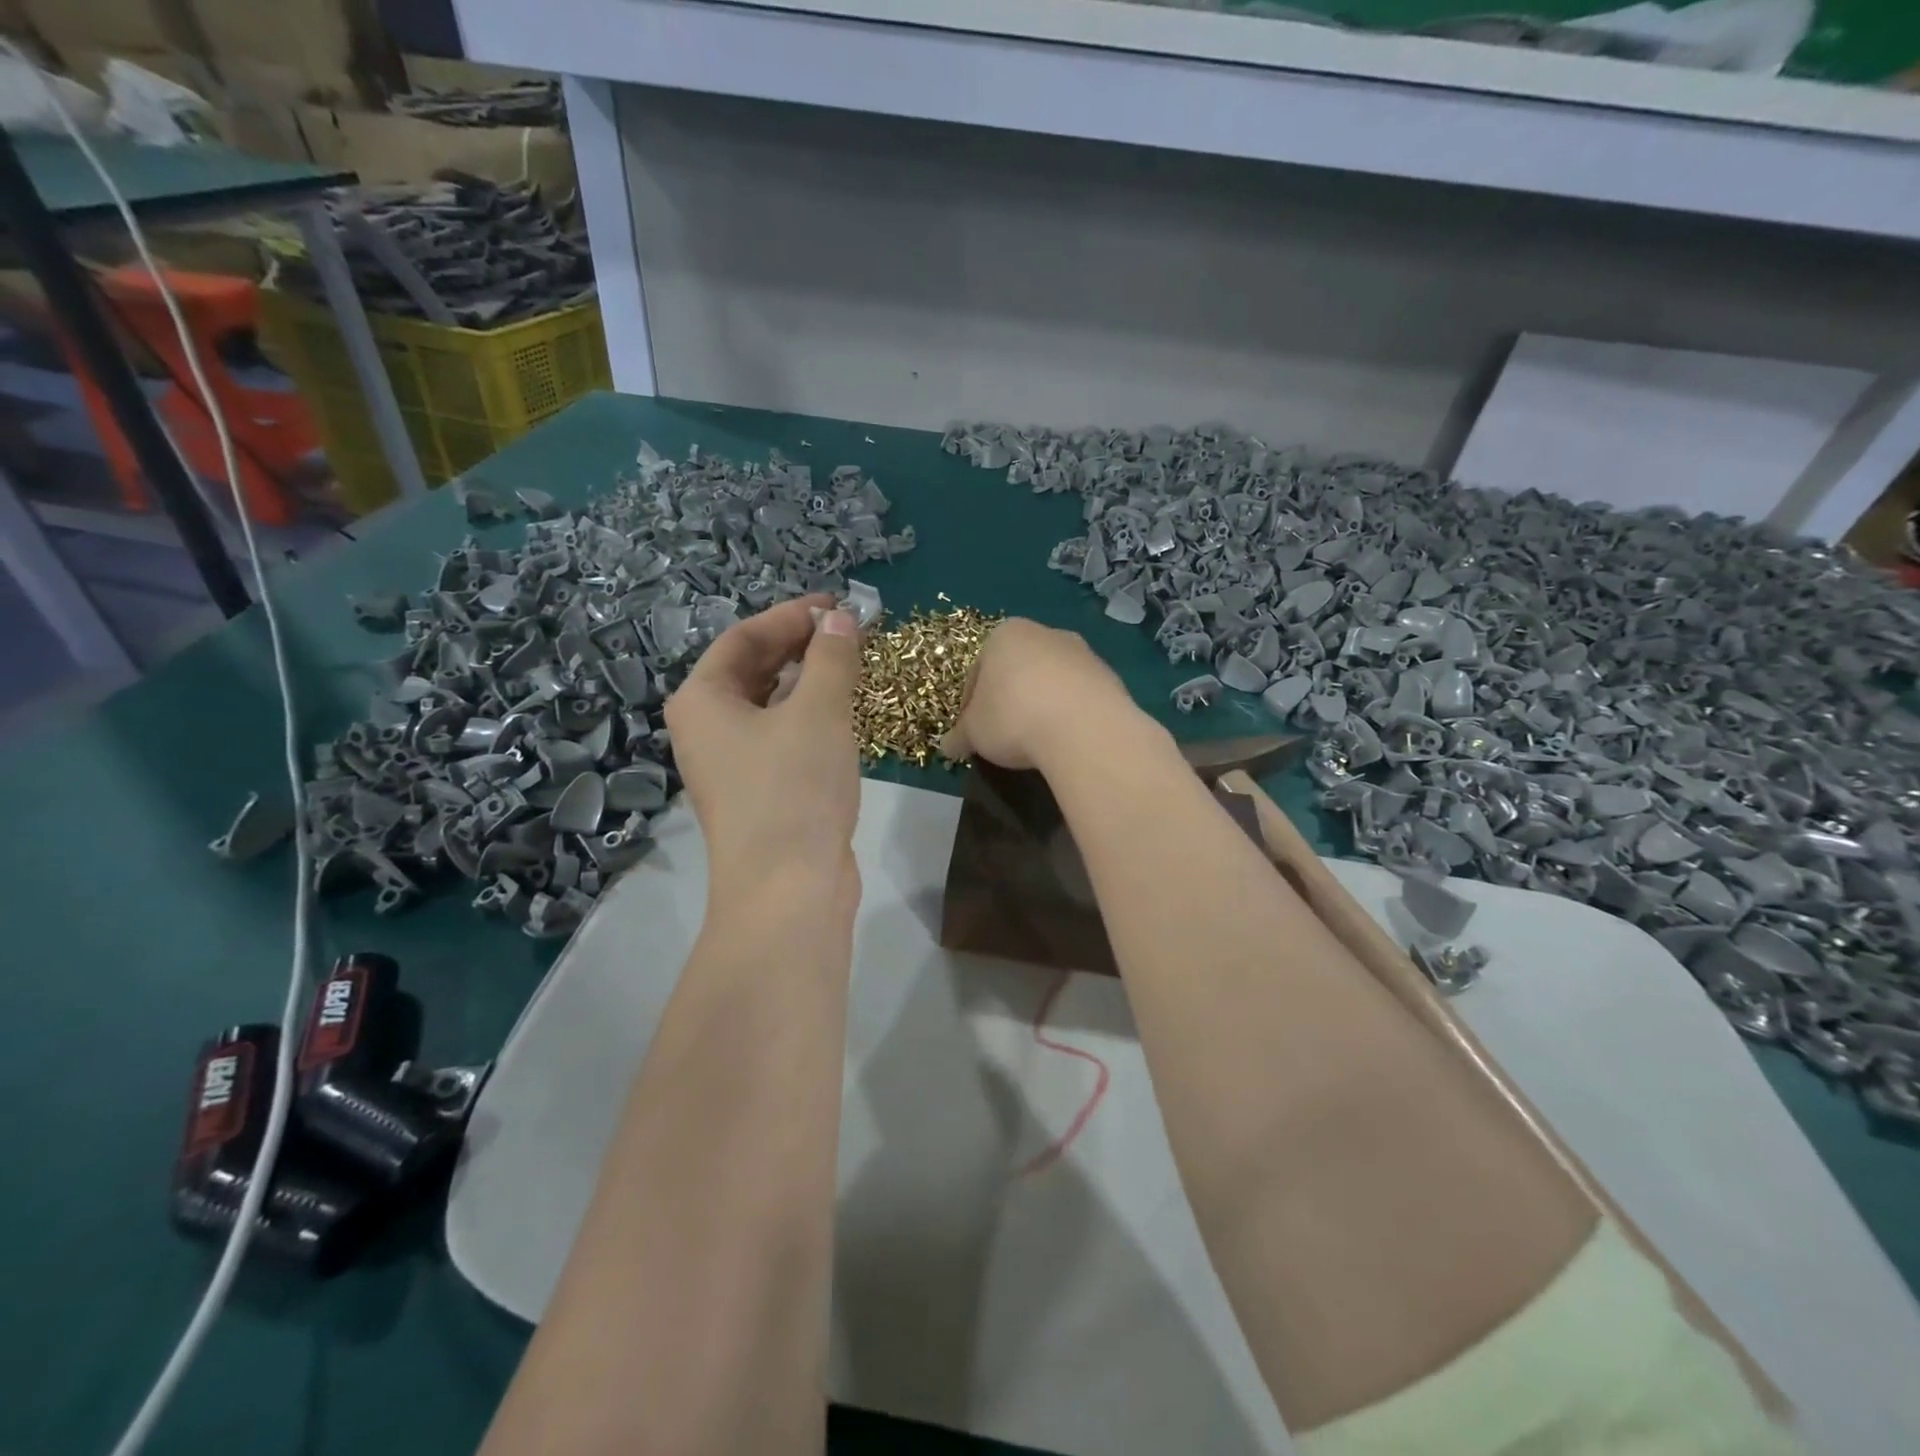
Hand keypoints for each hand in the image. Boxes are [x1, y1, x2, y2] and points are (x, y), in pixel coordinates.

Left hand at [664, 595, 864, 904]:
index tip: (837, 606)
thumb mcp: (818, 712)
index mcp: (702, 700)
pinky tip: (844, 713)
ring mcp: (731, 764)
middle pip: (754, 669)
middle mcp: (706, 728)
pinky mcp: (759, 791)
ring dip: (810, 681)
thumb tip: (839, 619)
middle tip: (850, 633)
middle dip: (802, 647)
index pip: (744, 637)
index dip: (791, 616)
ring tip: (853, 665)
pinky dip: (811, 717)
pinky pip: (782, 736)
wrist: (789, 889)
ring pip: (770, 705)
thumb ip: (831, 658)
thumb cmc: (794, 788)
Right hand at [940, 619, 1146, 770]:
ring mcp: (1082, 652)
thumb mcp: (973, 732)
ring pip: (1051, 681)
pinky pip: (1079, 697)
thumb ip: (959, 736)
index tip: (973, 731)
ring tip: (1037, 741)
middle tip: (1004, 735)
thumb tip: (947, 746)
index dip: (970, 704)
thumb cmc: (1013, 717)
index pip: (978, 670)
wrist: (1084, 728)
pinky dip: (1070, 714)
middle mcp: (1045, 633)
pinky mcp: (1110, 676)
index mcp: (1005, 635)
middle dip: (1009, 699)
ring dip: (1042, 705)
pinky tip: (1065, 740)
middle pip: (1017, 670)